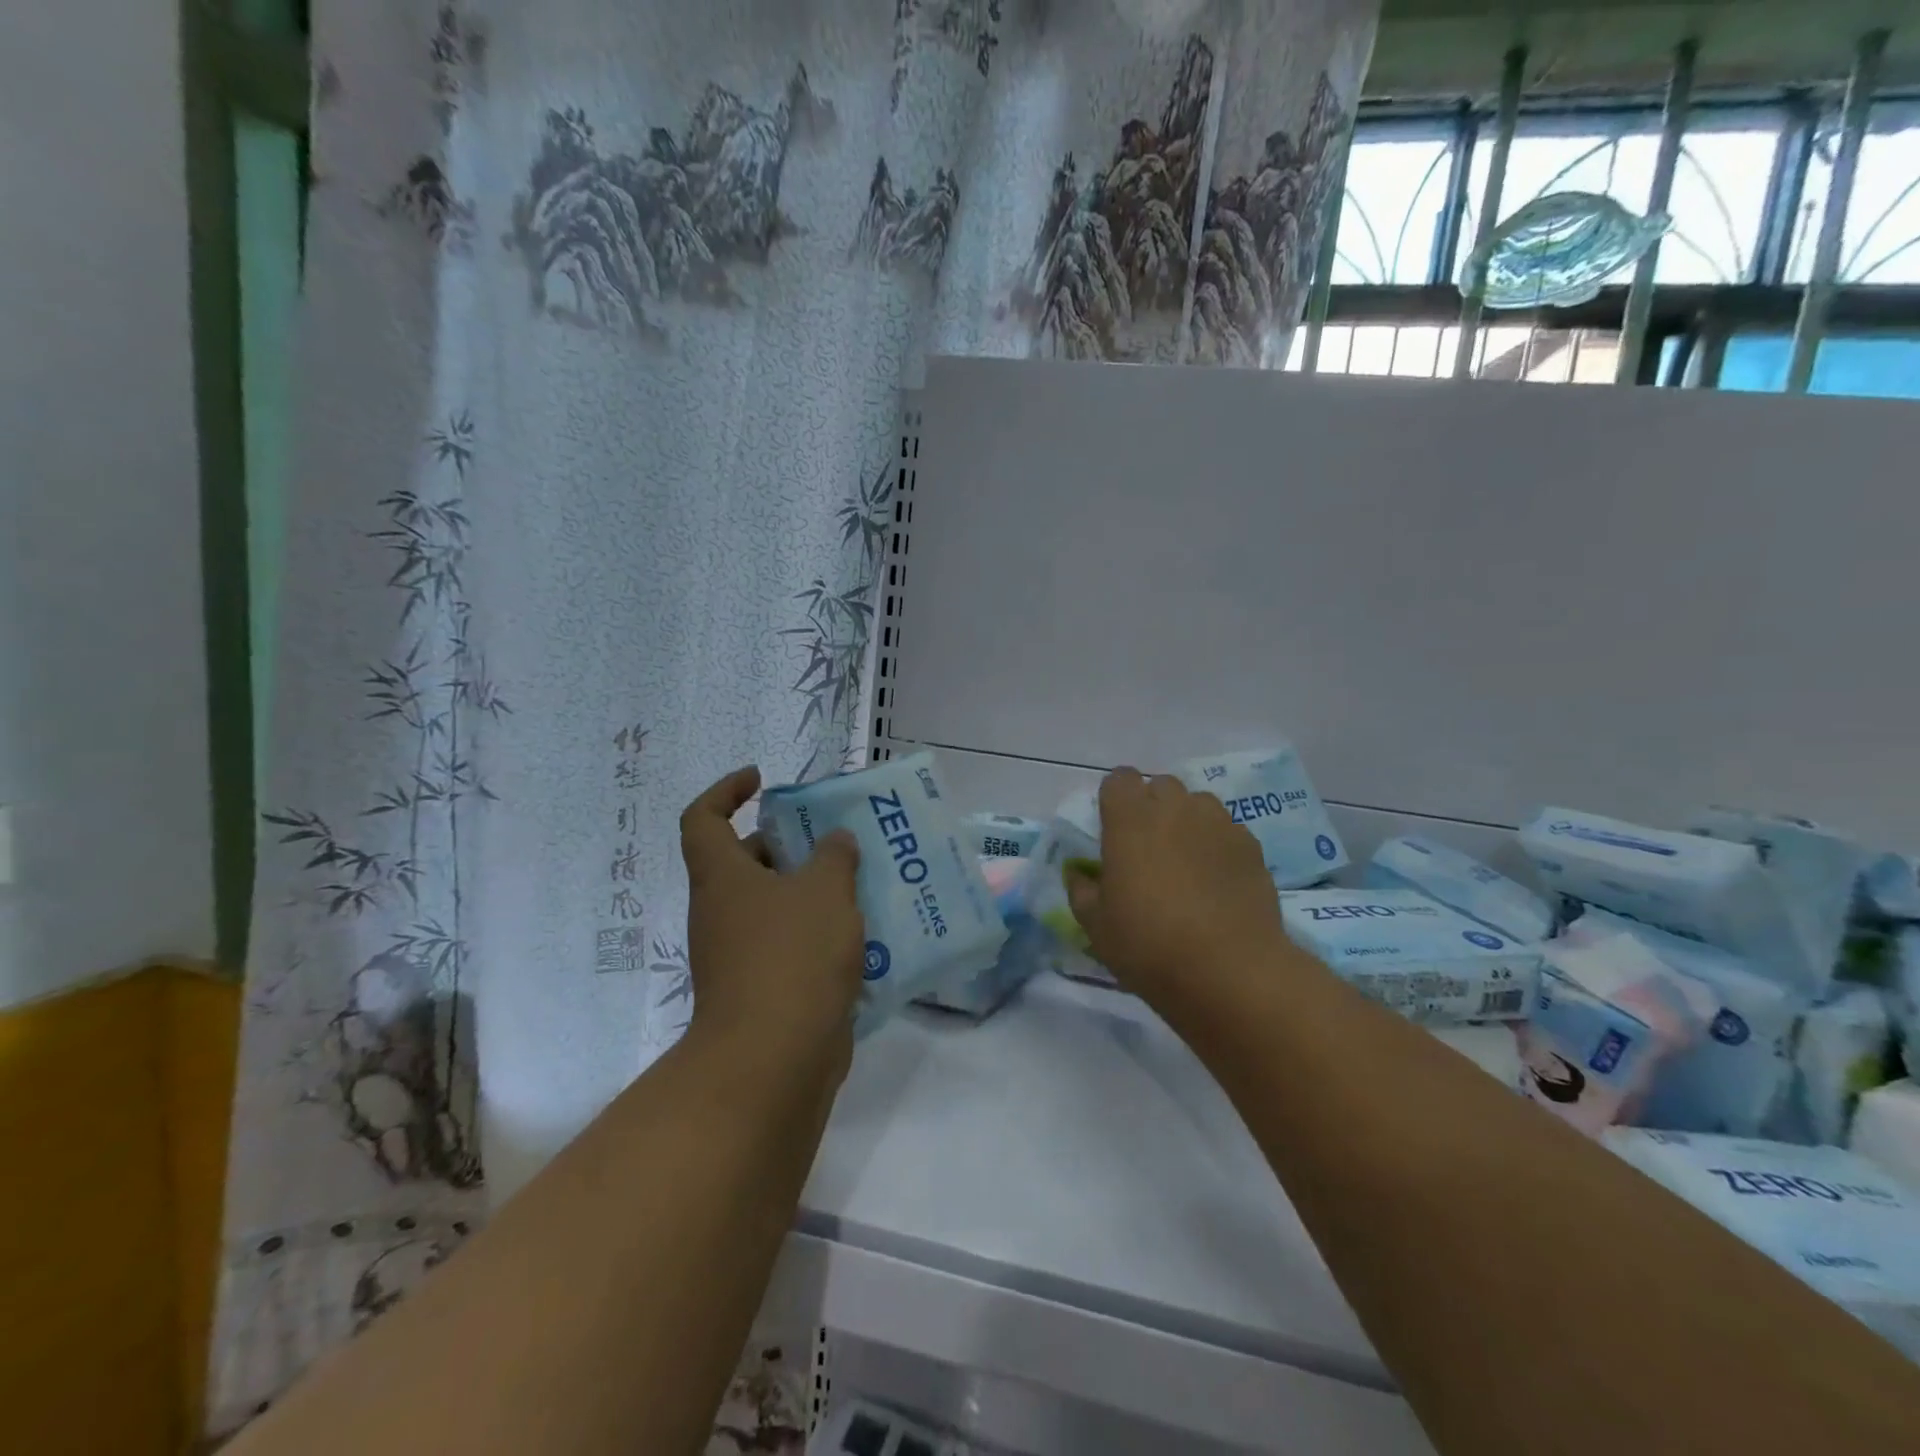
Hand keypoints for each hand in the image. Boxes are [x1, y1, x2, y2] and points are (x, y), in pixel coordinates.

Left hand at [681, 766, 866, 1071]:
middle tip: (835, 838)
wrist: (773, 1059)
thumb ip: (834, 856)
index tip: (761, 780)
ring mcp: (737, 954)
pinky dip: (817, 933)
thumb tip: (834, 842)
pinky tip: (862, 934)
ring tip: (860, 881)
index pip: (702, 818)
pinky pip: (789, 944)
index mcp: (722, 877)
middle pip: (745, 862)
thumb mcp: (824, 890)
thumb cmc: (792, 955)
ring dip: (811, 891)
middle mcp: (721, 912)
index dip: (725, 791)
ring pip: (773, 905)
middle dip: (788, 844)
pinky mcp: (761, 989)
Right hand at [1063, 768, 1288, 1008]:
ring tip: (1185, 859)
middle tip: (1147, 846)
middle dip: (1151, 805)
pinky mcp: (1250, 845)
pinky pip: (1227, 829)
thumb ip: (1082, 890)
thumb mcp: (1096, 926)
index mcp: (1129, 820)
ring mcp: (1218, 823)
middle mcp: (1174, 809)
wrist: (1230, 971)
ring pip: (1198, 803)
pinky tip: (1216, 878)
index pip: (1119, 779)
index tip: (1113, 827)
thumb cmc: (1149, 945)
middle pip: (1160, 785)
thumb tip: (1080, 874)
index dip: (1115, 798)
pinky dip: (1217, 843)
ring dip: (1187, 820)